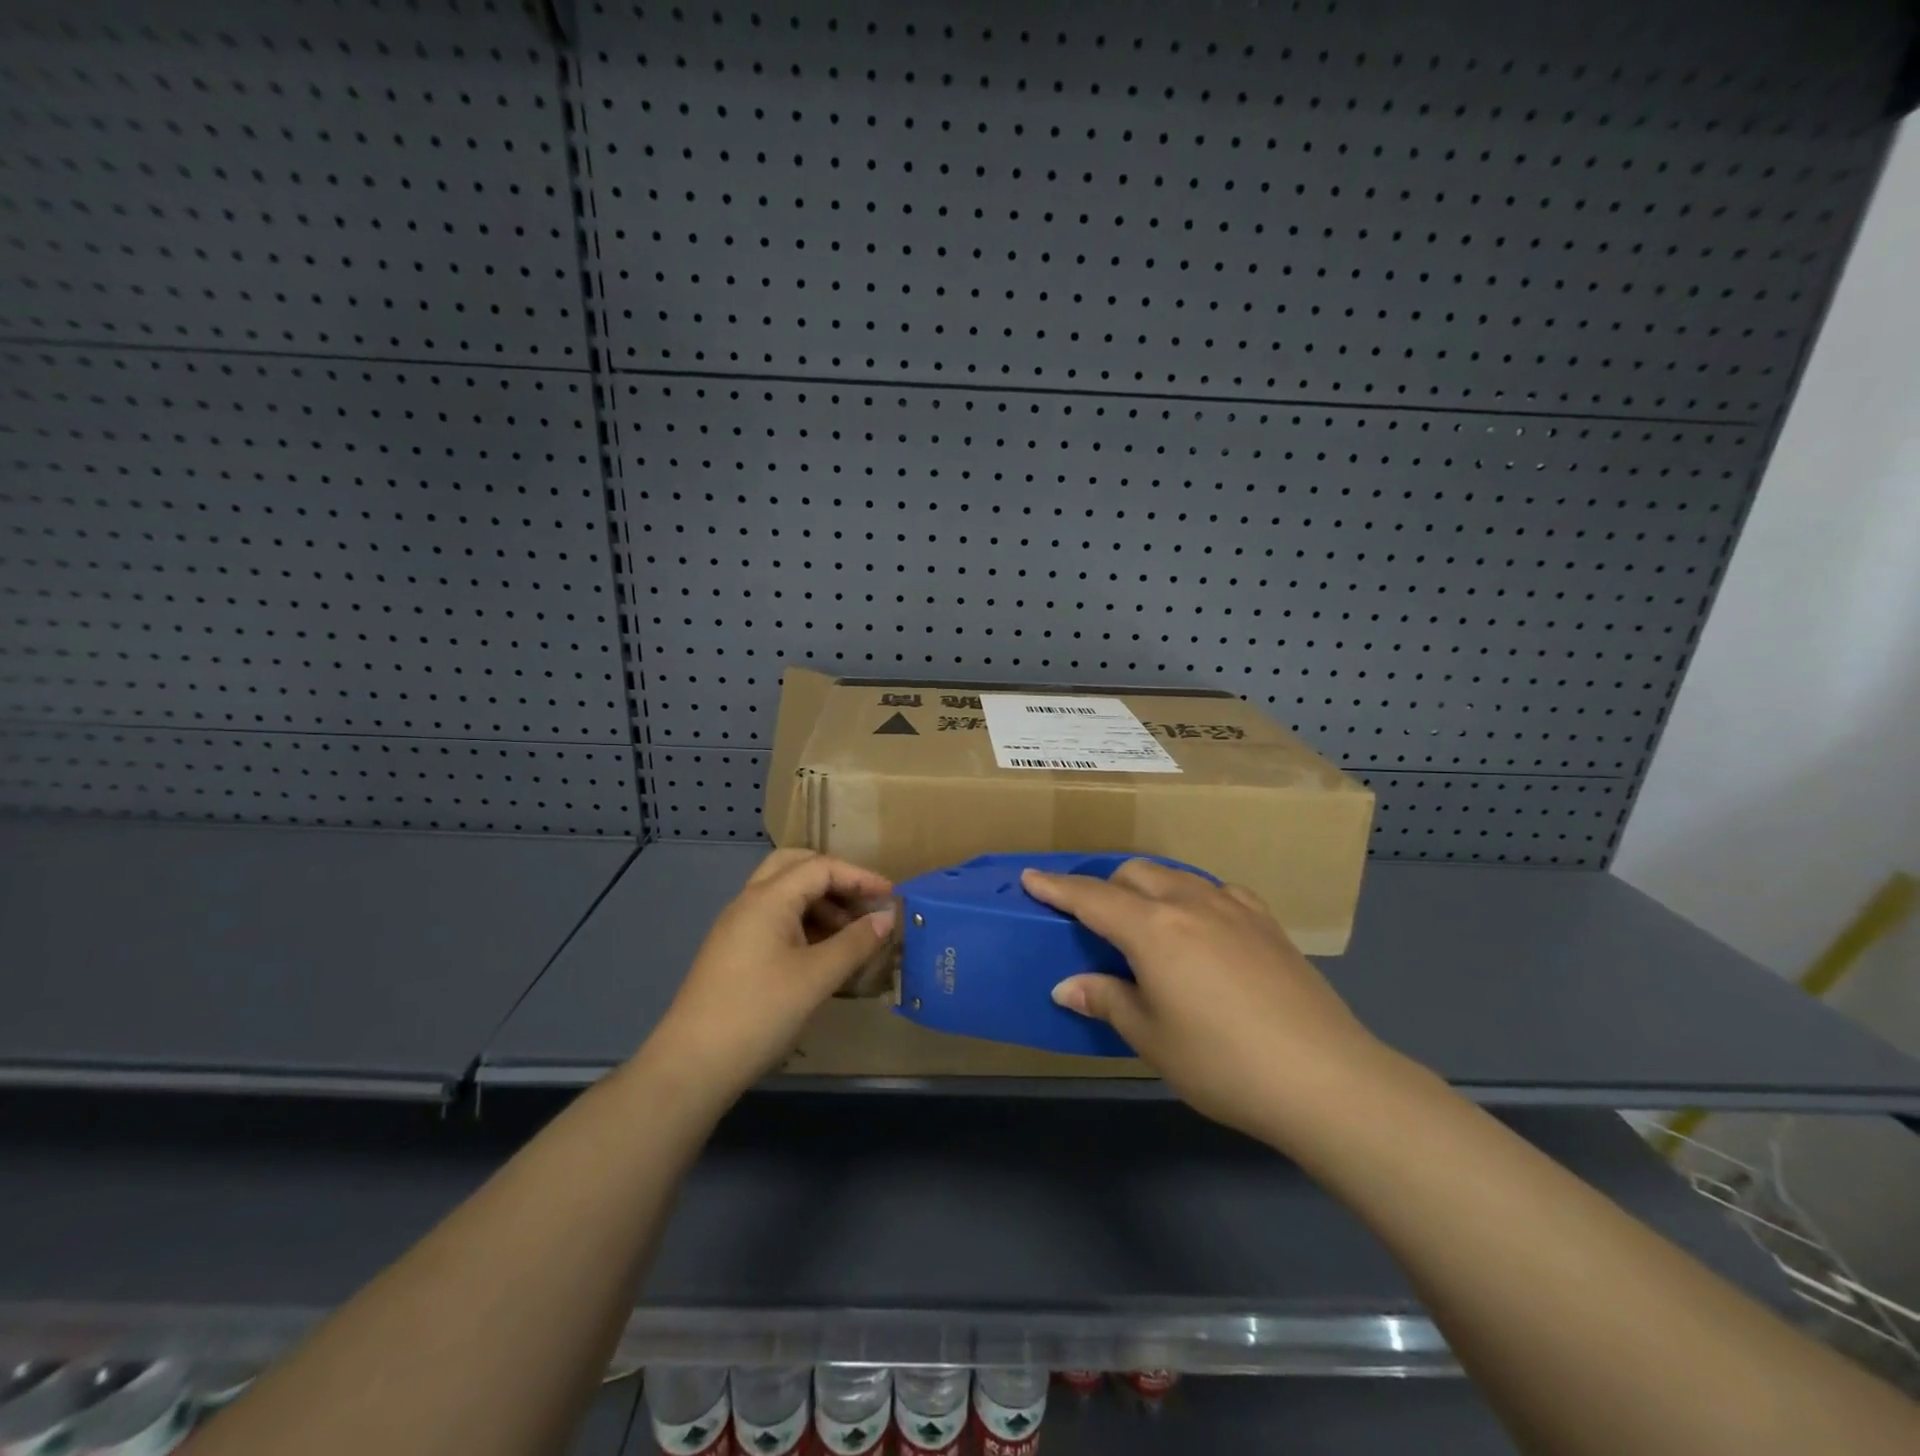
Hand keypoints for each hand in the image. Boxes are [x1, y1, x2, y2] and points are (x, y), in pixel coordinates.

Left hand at [646, 850, 894, 1101]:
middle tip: (864, 903)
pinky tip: (823, 954)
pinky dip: (804, 924)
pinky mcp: (734, 952)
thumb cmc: (759, 1012)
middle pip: (796, 867)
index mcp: (768, 898)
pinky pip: (775, 920)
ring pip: (784, 894)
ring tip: (852, 935)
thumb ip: (855, 943)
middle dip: (835, 879)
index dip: (860, 877)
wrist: (692, 1066)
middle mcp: (749, 902)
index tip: (892, 897)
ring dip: (821, 904)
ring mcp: (737, 927)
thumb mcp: (817, 977)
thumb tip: (888, 918)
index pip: (821, 867)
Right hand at [1023, 860, 1388, 1144]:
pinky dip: (1193, 898)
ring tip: (1145, 922)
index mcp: (1152, 929)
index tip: (1031, 877)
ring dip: (1148, 888)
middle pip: (1134, 874)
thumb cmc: (1222, 1063)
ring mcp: (1233, 907)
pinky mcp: (1266, 921)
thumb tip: (1066, 987)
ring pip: (1175, 877)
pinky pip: (1216, 891)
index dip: (1057, 887)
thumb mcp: (1151, 1039)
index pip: (1091, 897)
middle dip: (1105, 886)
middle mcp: (1189, 902)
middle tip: (1094, 919)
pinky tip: (1201, 927)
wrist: (1325, 1078)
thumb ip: (1107, 1001)